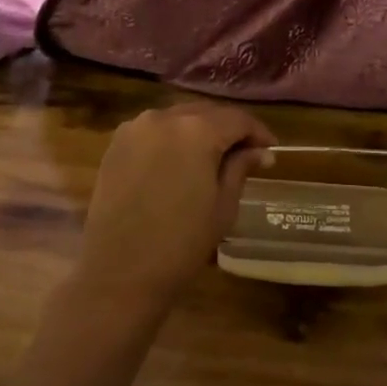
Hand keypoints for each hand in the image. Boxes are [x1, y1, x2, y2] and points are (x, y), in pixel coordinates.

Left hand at [75, 101, 276, 309]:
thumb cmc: (181, 243)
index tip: (270, 150)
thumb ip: (240, 168)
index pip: (237, 119)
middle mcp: (163, 118)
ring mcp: (134, 129)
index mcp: (196, 131)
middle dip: (228, 129)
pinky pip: (152, 131)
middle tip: (246, 152)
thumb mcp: (223, 206)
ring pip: (177, 119)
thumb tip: (261, 152)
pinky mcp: (115, 144)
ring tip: (213, 156)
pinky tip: (179, 161)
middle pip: (205, 113)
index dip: (258, 132)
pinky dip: (171, 138)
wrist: (120, 272)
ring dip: (198, 131)